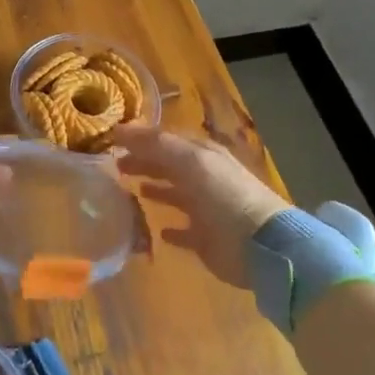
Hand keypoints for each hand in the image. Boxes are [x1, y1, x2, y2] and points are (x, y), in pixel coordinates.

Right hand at [111, 125, 288, 290]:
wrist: (260, 245)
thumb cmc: (224, 196)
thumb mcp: (192, 162)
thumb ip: (157, 144)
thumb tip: (120, 129)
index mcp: (203, 155)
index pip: (168, 140)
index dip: (142, 138)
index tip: (114, 139)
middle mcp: (205, 178)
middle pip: (169, 165)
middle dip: (144, 162)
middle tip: (115, 164)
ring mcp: (206, 209)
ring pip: (175, 194)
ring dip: (155, 190)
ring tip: (131, 189)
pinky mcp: (205, 238)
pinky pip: (183, 231)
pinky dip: (170, 229)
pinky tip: (157, 230)